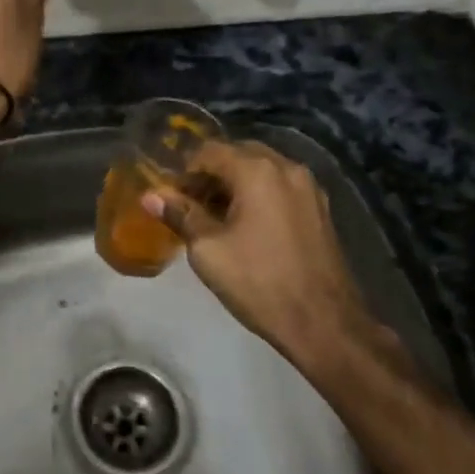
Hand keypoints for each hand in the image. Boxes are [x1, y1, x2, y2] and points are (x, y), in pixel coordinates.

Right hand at [143, 140, 397, 375]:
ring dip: (236, 185)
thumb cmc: (259, 282)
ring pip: (262, 170)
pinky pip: (281, 187)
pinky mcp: (320, 208)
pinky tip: (248, 227)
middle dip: (212, 175)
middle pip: (238, 155)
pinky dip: (260, 195)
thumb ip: (180, 215)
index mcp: (257, 170)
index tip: (173, 199)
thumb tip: (151, 196)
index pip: (210, 151)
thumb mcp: (208, 250)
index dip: (186, 172)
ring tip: (217, 219)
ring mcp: (309, 187)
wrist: (324, 322)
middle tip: (192, 206)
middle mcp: (287, 167)